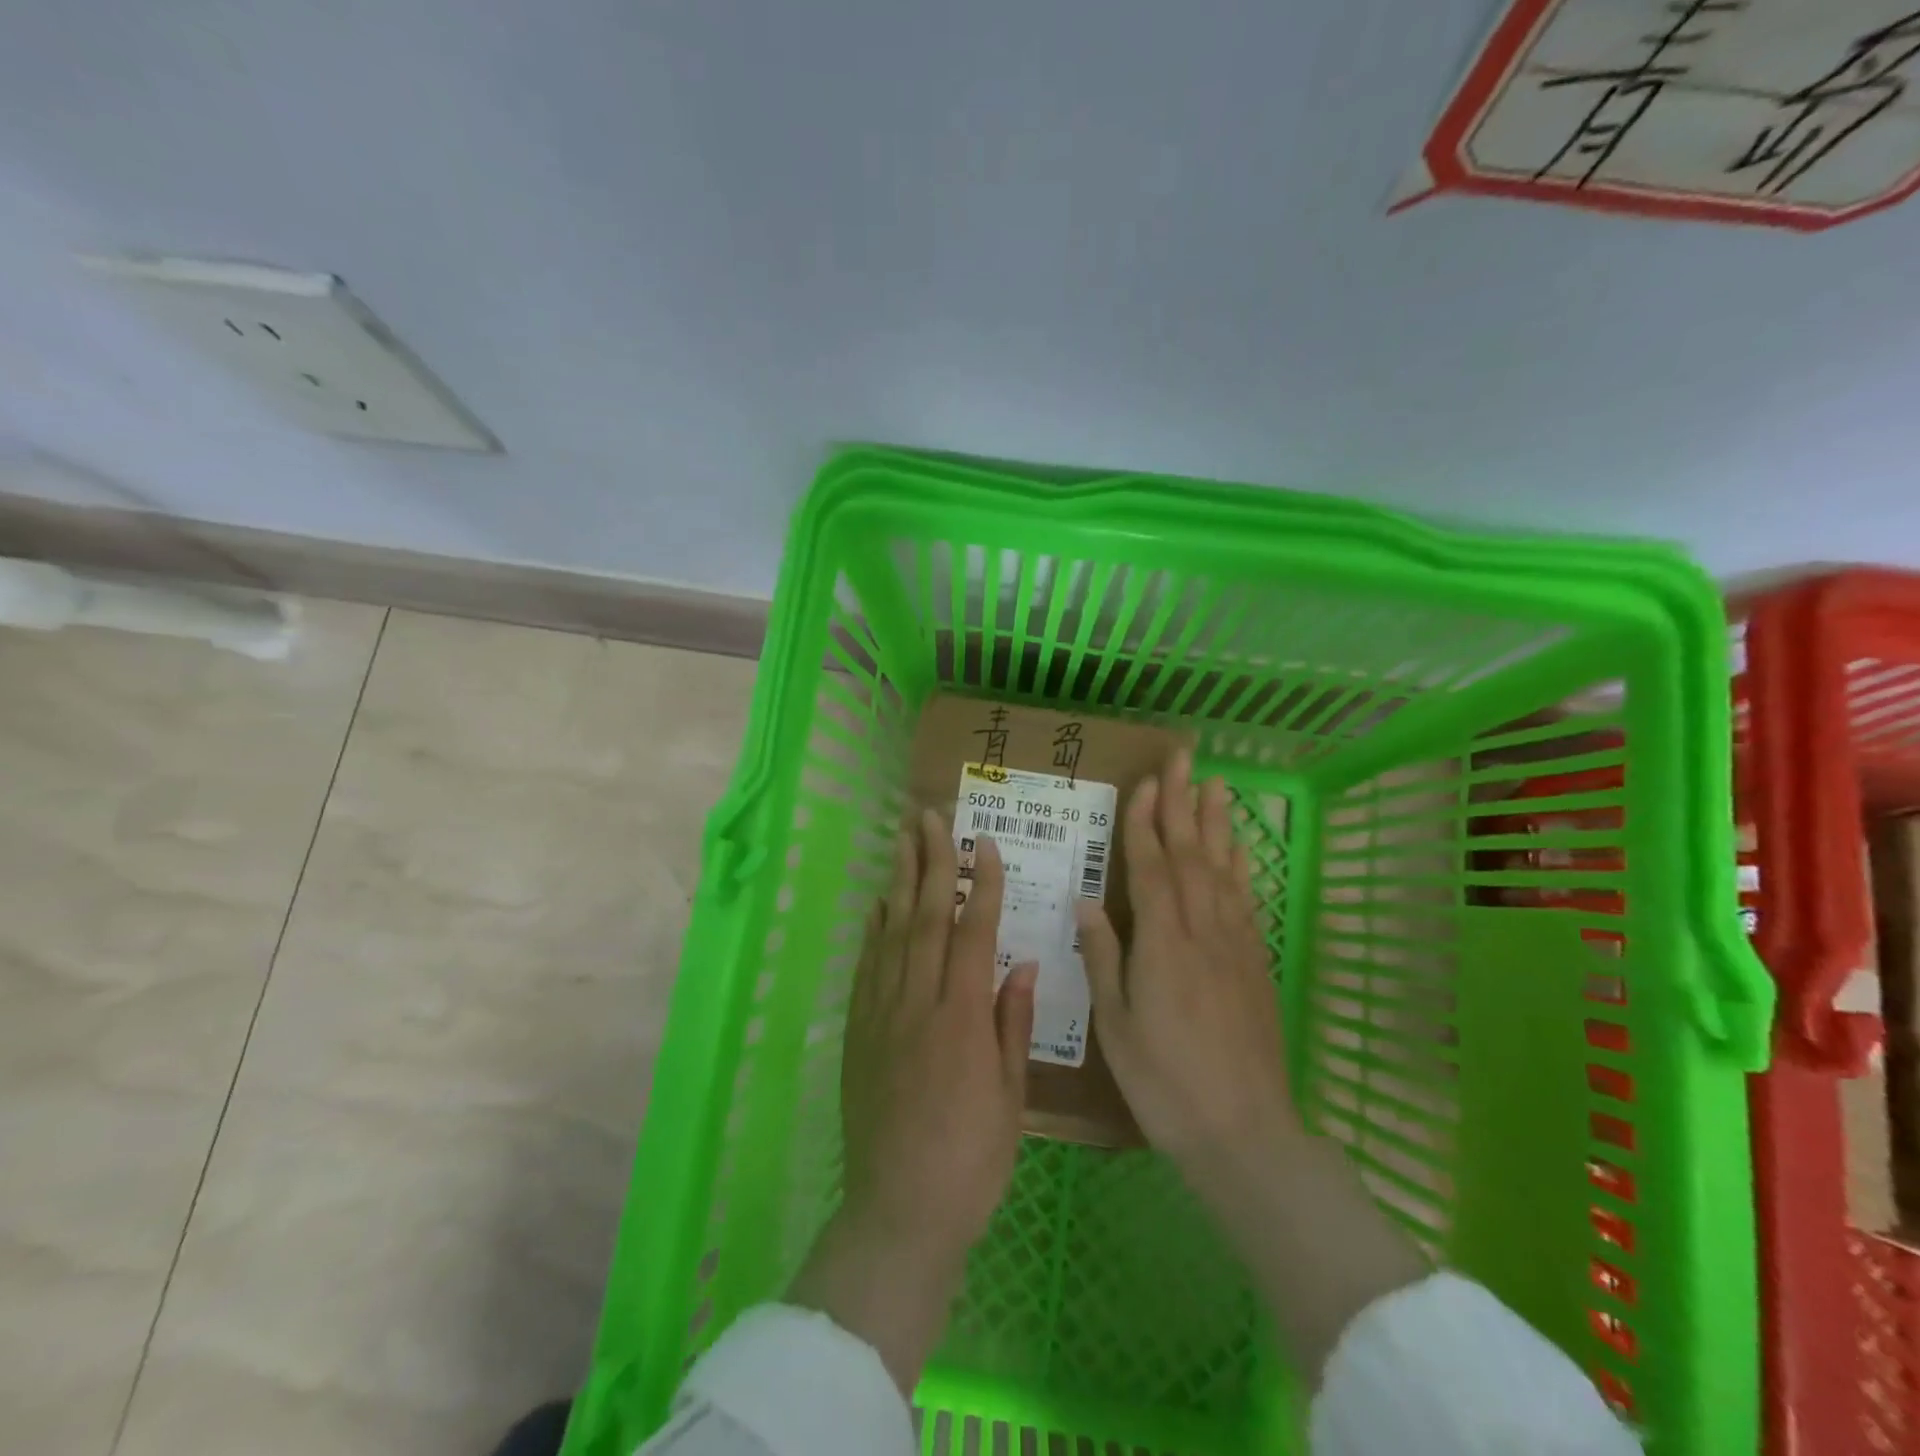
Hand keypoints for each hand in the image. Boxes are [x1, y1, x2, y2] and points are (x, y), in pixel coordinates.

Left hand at [789, 809, 1035, 1391]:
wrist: (900, 1208)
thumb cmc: (972, 1157)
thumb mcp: (1011, 1094)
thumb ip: (1013, 1022)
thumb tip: (1023, 963)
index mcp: (962, 1016)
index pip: (973, 932)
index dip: (981, 884)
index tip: (984, 844)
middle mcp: (918, 1001)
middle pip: (925, 917)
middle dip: (931, 861)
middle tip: (930, 816)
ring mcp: (882, 1013)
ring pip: (891, 931)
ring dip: (899, 880)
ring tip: (902, 838)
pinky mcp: (858, 1030)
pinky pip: (866, 965)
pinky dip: (874, 928)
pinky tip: (878, 903)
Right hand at [1076, 751, 1426, 1379]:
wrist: (1244, 1131)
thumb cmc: (1164, 1082)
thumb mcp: (1115, 1025)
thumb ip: (1103, 957)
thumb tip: (1086, 902)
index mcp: (1162, 944)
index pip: (1152, 867)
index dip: (1146, 822)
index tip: (1145, 782)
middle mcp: (1202, 931)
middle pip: (1191, 854)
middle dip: (1183, 803)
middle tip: (1183, 759)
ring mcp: (1235, 944)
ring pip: (1223, 869)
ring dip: (1216, 824)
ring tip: (1215, 785)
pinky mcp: (1255, 962)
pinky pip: (1245, 900)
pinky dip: (1240, 866)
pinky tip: (1239, 849)